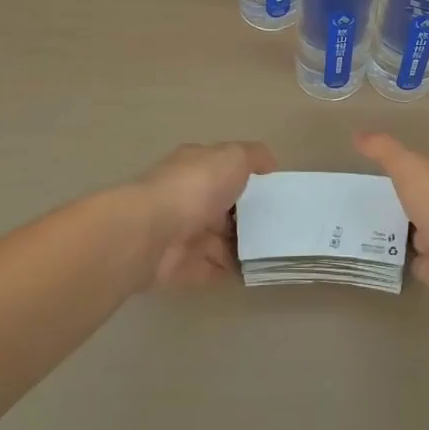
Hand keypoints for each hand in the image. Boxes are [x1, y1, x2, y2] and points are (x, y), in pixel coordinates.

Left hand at [133, 141, 274, 290]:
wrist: (150, 234)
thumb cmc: (195, 187)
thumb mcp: (233, 157)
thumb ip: (254, 157)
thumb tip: (269, 165)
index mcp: (195, 166)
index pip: (223, 169)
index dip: (246, 177)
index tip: (272, 191)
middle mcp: (186, 197)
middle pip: (221, 207)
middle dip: (246, 216)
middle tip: (278, 226)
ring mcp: (180, 233)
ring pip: (217, 240)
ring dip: (240, 247)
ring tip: (273, 253)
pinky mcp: (178, 267)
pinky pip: (209, 269)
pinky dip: (228, 272)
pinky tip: (253, 272)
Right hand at [353, 132, 428, 316]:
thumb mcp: (409, 168)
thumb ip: (385, 151)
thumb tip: (357, 134)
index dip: (409, 169)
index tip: (383, 171)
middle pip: (425, 203)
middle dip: (405, 203)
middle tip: (369, 203)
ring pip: (421, 234)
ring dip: (404, 234)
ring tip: (368, 230)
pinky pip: (419, 264)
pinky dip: (405, 261)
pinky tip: (383, 259)